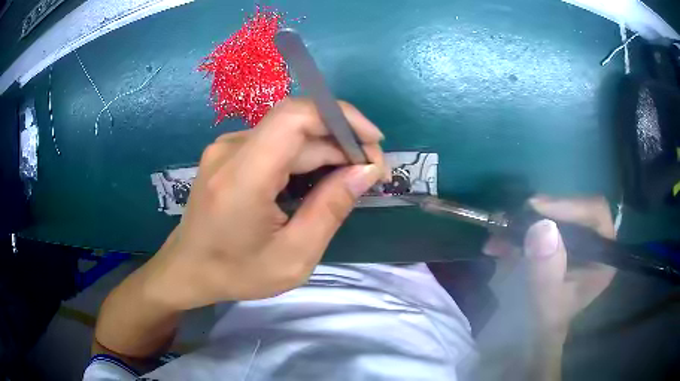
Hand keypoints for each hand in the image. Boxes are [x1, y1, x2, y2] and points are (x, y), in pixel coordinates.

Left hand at [145, 98, 388, 309]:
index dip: (341, 118)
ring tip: (350, 176)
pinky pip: (275, 141)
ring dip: (326, 147)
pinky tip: (319, 175)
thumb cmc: (236, 272)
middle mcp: (231, 150)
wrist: (187, 269)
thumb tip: (365, 171)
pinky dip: (305, 153)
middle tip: (370, 172)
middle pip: (297, 125)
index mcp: (242, 176)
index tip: (373, 143)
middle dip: (342, 141)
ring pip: (289, 132)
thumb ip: (330, 209)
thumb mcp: (293, 256)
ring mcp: (226, 148)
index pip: (295, 117)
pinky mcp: (228, 153)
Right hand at [483, 196, 616, 337]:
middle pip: (573, 209)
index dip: (570, 205)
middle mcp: (592, 241)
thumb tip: (542, 226)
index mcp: (602, 255)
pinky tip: (497, 244)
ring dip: (525, 221)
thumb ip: (547, 272)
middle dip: (543, 212)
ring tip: (498, 232)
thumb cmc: (546, 323)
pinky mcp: (557, 242)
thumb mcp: (546, 303)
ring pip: (554, 215)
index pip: (595, 213)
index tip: (537, 209)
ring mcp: (574, 240)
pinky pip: (538, 227)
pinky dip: (517, 232)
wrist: (534, 334)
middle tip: (514, 217)